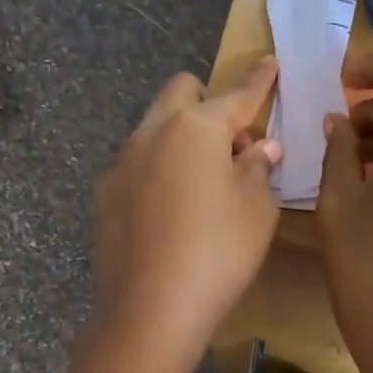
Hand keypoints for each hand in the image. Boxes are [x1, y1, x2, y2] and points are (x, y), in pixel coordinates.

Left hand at [91, 58, 283, 370]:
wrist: (149, 310)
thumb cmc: (218, 253)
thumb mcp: (256, 210)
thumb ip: (258, 169)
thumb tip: (260, 148)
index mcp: (196, 128)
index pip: (237, 94)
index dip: (258, 79)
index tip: (268, 61)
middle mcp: (152, 133)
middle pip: (180, 91)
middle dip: (207, 100)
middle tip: (232, 142)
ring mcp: (121, 163)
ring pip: (153, 128)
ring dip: (180, 137)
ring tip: (201, 181)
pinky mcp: (104, 196)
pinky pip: (136, 166)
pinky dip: (157, 172)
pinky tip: (168, 212)